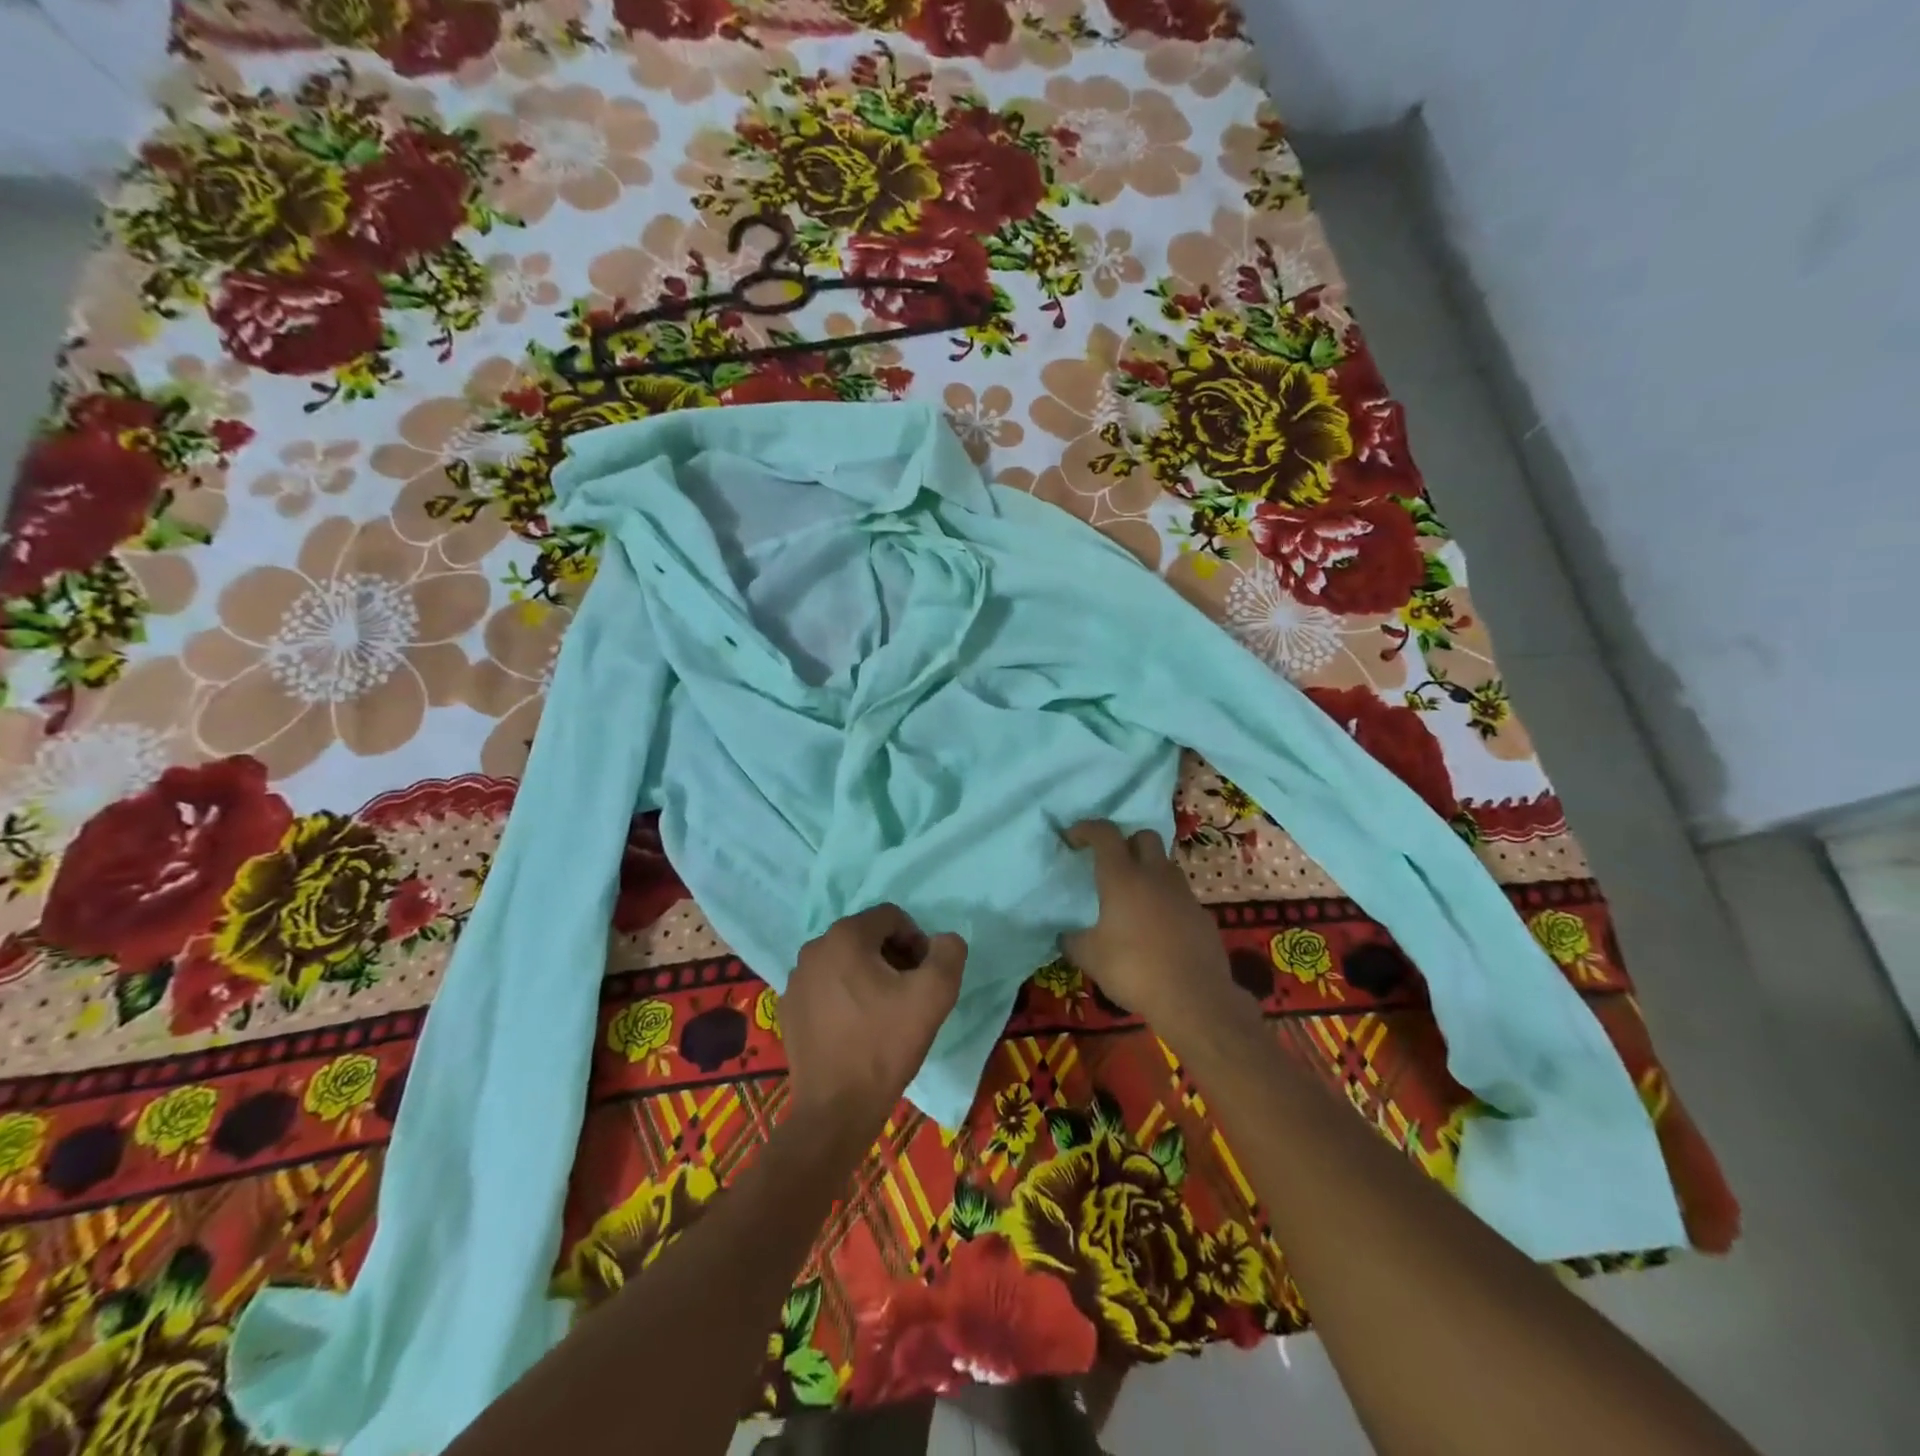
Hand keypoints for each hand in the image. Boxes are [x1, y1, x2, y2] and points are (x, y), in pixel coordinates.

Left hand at [783, 905, 966, 1135]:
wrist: (837, 1109)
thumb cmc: (885, 1045)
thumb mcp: (935, 995)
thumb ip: (948, 953)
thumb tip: (943, 941)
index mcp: (845, 936)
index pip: (892, 917)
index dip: (917, 941)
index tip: (924, 976)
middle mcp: (814, 948)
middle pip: (867, 937)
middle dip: (893, 957)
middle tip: (909, 994)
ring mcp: (795, 979)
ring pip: (844, 961)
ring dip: (869, 976)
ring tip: (884, 1013)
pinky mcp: (787, 1008)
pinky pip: (825, 986)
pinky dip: (845, 995)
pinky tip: (857, 1028)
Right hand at [1063, 820, 1231, 1033]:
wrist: (1194, 998)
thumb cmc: (1134, 970)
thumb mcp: (1089, 958)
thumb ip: (1073, 940)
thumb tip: (1065, 936)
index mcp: (1122, 877)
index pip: (1104, 833)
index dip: (1086, 829)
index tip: (1072, 838)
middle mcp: (1155, 875)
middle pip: (1144, 837)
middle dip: (1126, 842)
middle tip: (1111, 865)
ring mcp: (1183, 894)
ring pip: (1165, 865)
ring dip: (1149, 871)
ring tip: (1134, 898)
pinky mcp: (1202, 915)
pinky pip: (1180, 896)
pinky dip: (1166, 902)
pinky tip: (1158, 928)